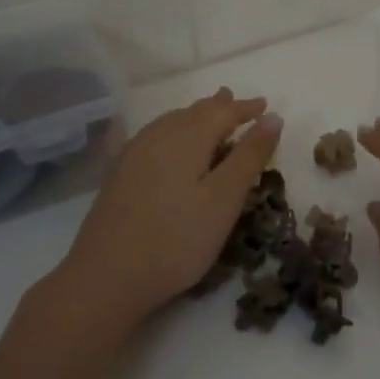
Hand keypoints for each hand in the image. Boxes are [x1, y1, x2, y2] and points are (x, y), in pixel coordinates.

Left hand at [51, 88, 282, 335]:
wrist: (106, 276)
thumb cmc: (177, 238)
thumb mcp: (224, 199)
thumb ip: (249, 156)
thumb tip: (272, 117)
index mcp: (188, 137)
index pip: (223, 112)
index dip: (246, 108)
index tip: (265, 105)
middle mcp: (159, 135)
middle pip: (194, 112)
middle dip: (219, 107)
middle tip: (237, 102)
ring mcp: (134, 153)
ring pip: (172, 122)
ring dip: (195, 117)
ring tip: (208, 114)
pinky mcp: (119, 173)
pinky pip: (155, 136)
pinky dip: (174, 131)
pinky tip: (168, 141)